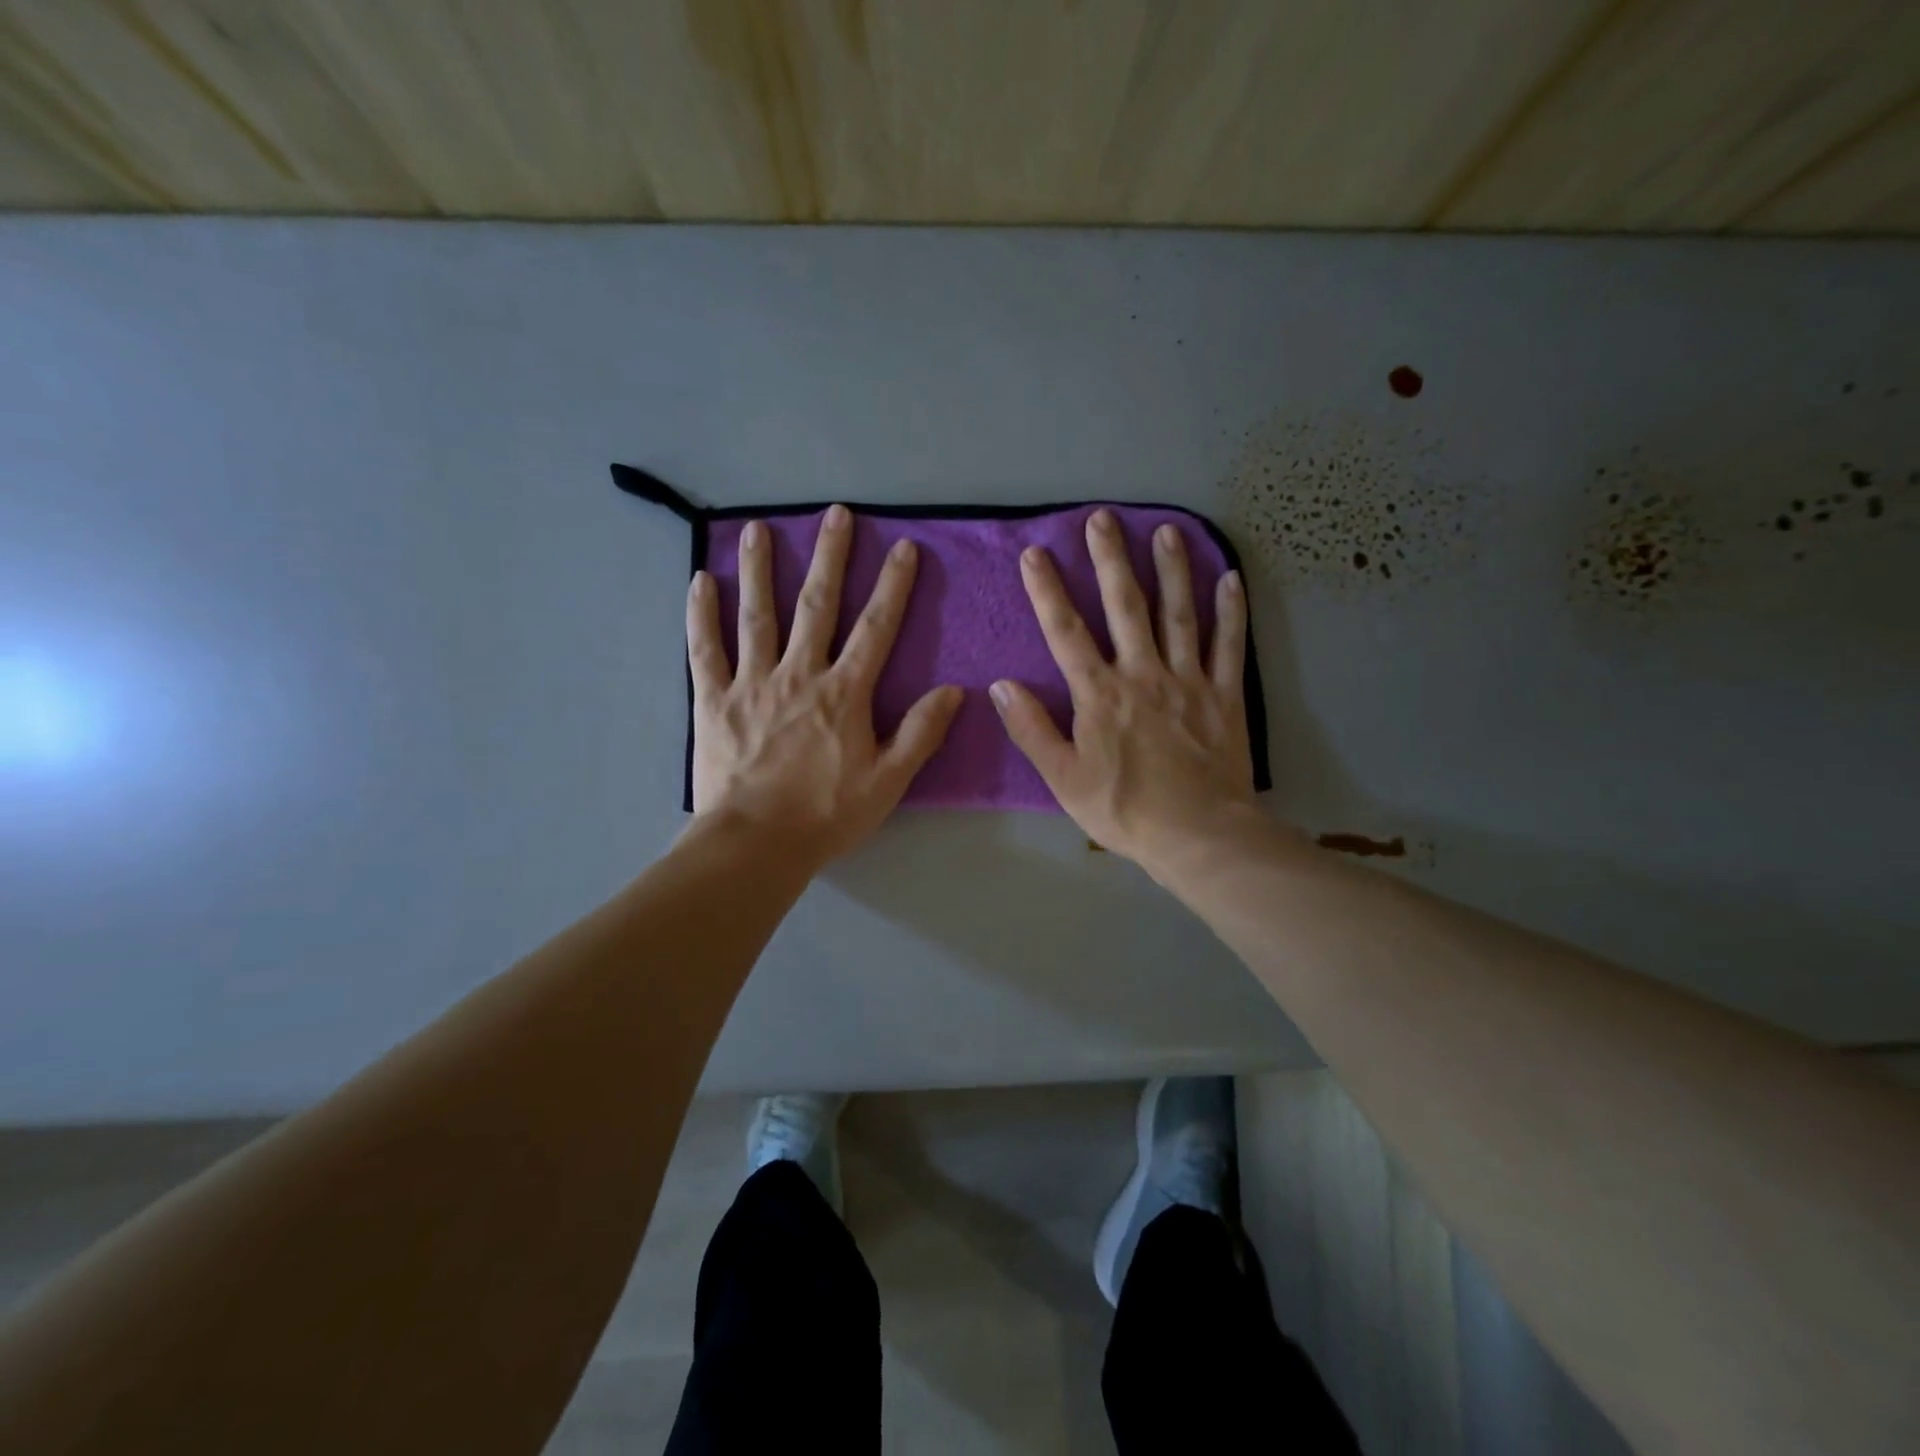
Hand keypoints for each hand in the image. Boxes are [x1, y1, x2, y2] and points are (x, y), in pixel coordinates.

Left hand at [687, 506, 961, 864]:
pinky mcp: (713, 700)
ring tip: (757, 529)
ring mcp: (751, 683)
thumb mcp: (888, 781)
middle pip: (817, 606)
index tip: (902, 548)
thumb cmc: (826, 814)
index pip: (875, 628)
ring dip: (759, 570)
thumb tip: (953, 691)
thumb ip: (920, 733)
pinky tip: (700, 581)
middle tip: (835, 514)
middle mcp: (798, 674)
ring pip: (757, 615)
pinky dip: (702, 615)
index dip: (892, 586)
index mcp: (843, 693)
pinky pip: (705, 649)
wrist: (756, 844)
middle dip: (829, 557)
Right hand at [990, 509, 1258, 875]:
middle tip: (1103, 518)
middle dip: (1110, 560)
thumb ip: (1032, 729)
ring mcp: (1188, 680)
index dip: (1048, 591)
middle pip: (1125, 607)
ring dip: (1171, 570)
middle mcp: (1143, 674)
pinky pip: (1229, 645)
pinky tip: (1230, 579)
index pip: (1067, 632)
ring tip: (1165, 531)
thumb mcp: (1063, 778)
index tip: (1035, 554)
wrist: (1198, 835)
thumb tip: (1001, 686)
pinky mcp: (1224, 695)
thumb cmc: (1124, 810)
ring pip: (1178, 614)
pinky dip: (1230, 611)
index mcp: (1100, 694)